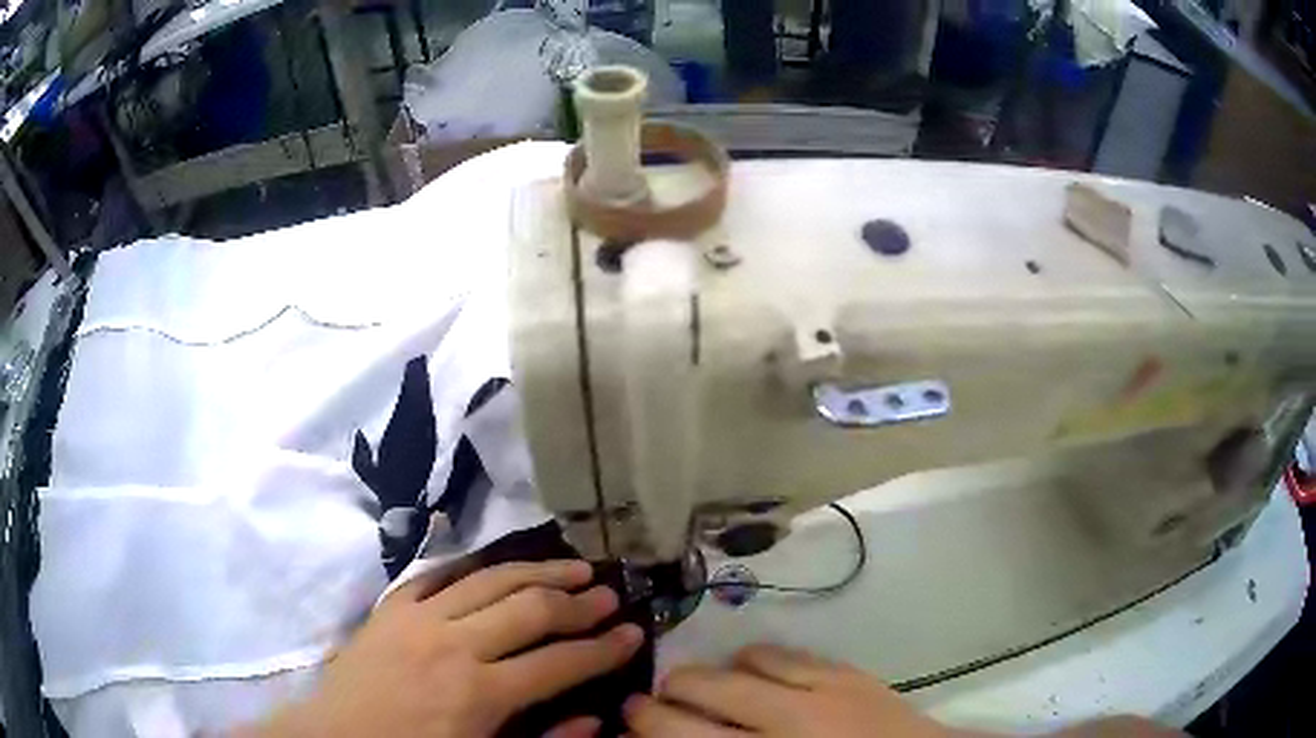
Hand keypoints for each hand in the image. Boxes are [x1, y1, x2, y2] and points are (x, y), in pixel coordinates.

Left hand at [252, 560, 642, 737]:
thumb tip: (594, 716)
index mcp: (479, 694)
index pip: (559, 662)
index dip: (604, 649)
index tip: (635, 634)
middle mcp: (453, 644)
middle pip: (530, 609)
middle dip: (579, 603)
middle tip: (611, 595)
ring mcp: (417, 617)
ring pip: (491, 578)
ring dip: (538, 571)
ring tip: (574, 568)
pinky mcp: (391, 607)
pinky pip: (439, 574)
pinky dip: (476, 567)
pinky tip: (499, 567)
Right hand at [623, 644, 948, 737]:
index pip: (681, 734)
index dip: (643, 723)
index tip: (625, 718)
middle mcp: (786, 719)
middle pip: (703, 689)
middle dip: (663, 694)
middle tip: (649, 701)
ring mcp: (822, 689)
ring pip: (742, 662)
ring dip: (713, 673)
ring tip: (705, 685)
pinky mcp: (849, 672)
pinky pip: (787, 653)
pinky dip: (758, 659)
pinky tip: (755, 671)